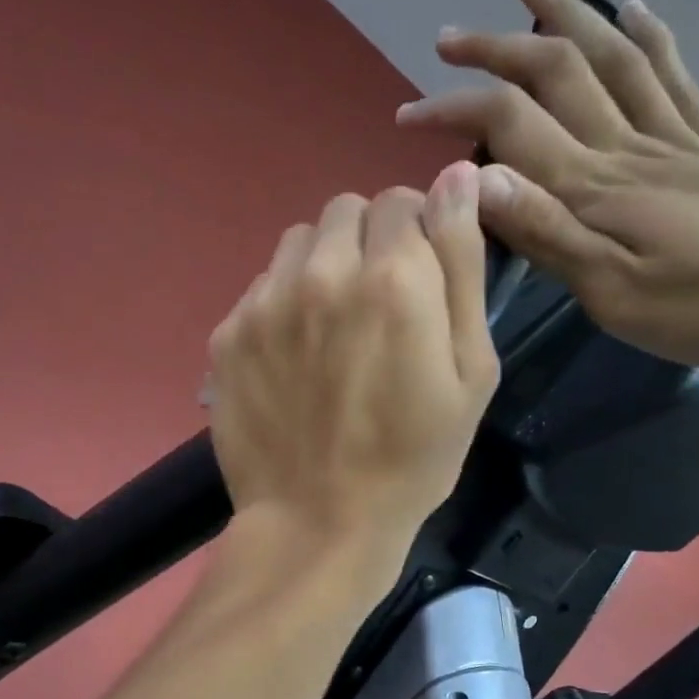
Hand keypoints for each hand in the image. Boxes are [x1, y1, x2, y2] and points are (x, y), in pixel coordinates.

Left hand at [206, 163, 499, 562]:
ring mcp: (266, 301)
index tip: (418, 282)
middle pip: (348, 211)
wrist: (318, 522)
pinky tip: (292, 357)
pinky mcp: (227, 332)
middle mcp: (323, 273)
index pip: (405, 200)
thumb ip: (462, 267)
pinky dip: (283, 303)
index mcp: (394, 278)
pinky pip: (262, 286)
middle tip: (376, 307)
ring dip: (323, 265)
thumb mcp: (471, 373)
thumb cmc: (413, 459)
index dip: (417, 235)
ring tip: (331, 328)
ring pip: (300, 242)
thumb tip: (456, 176)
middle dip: (370, 242)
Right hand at [395, 0, 698, 367]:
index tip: (408, 115)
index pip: (509, 125)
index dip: (454, 110)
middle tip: (450, 36)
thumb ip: (548, 234)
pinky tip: (632, 11)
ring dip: (564, 16)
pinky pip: (672, 75)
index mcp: (593, 187)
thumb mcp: (615, 290)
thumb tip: (478, 180)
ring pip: (608, 59)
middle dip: (496, 50)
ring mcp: (674, 136)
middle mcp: (625, 146)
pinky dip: (646, 37)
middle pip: (554, 75)